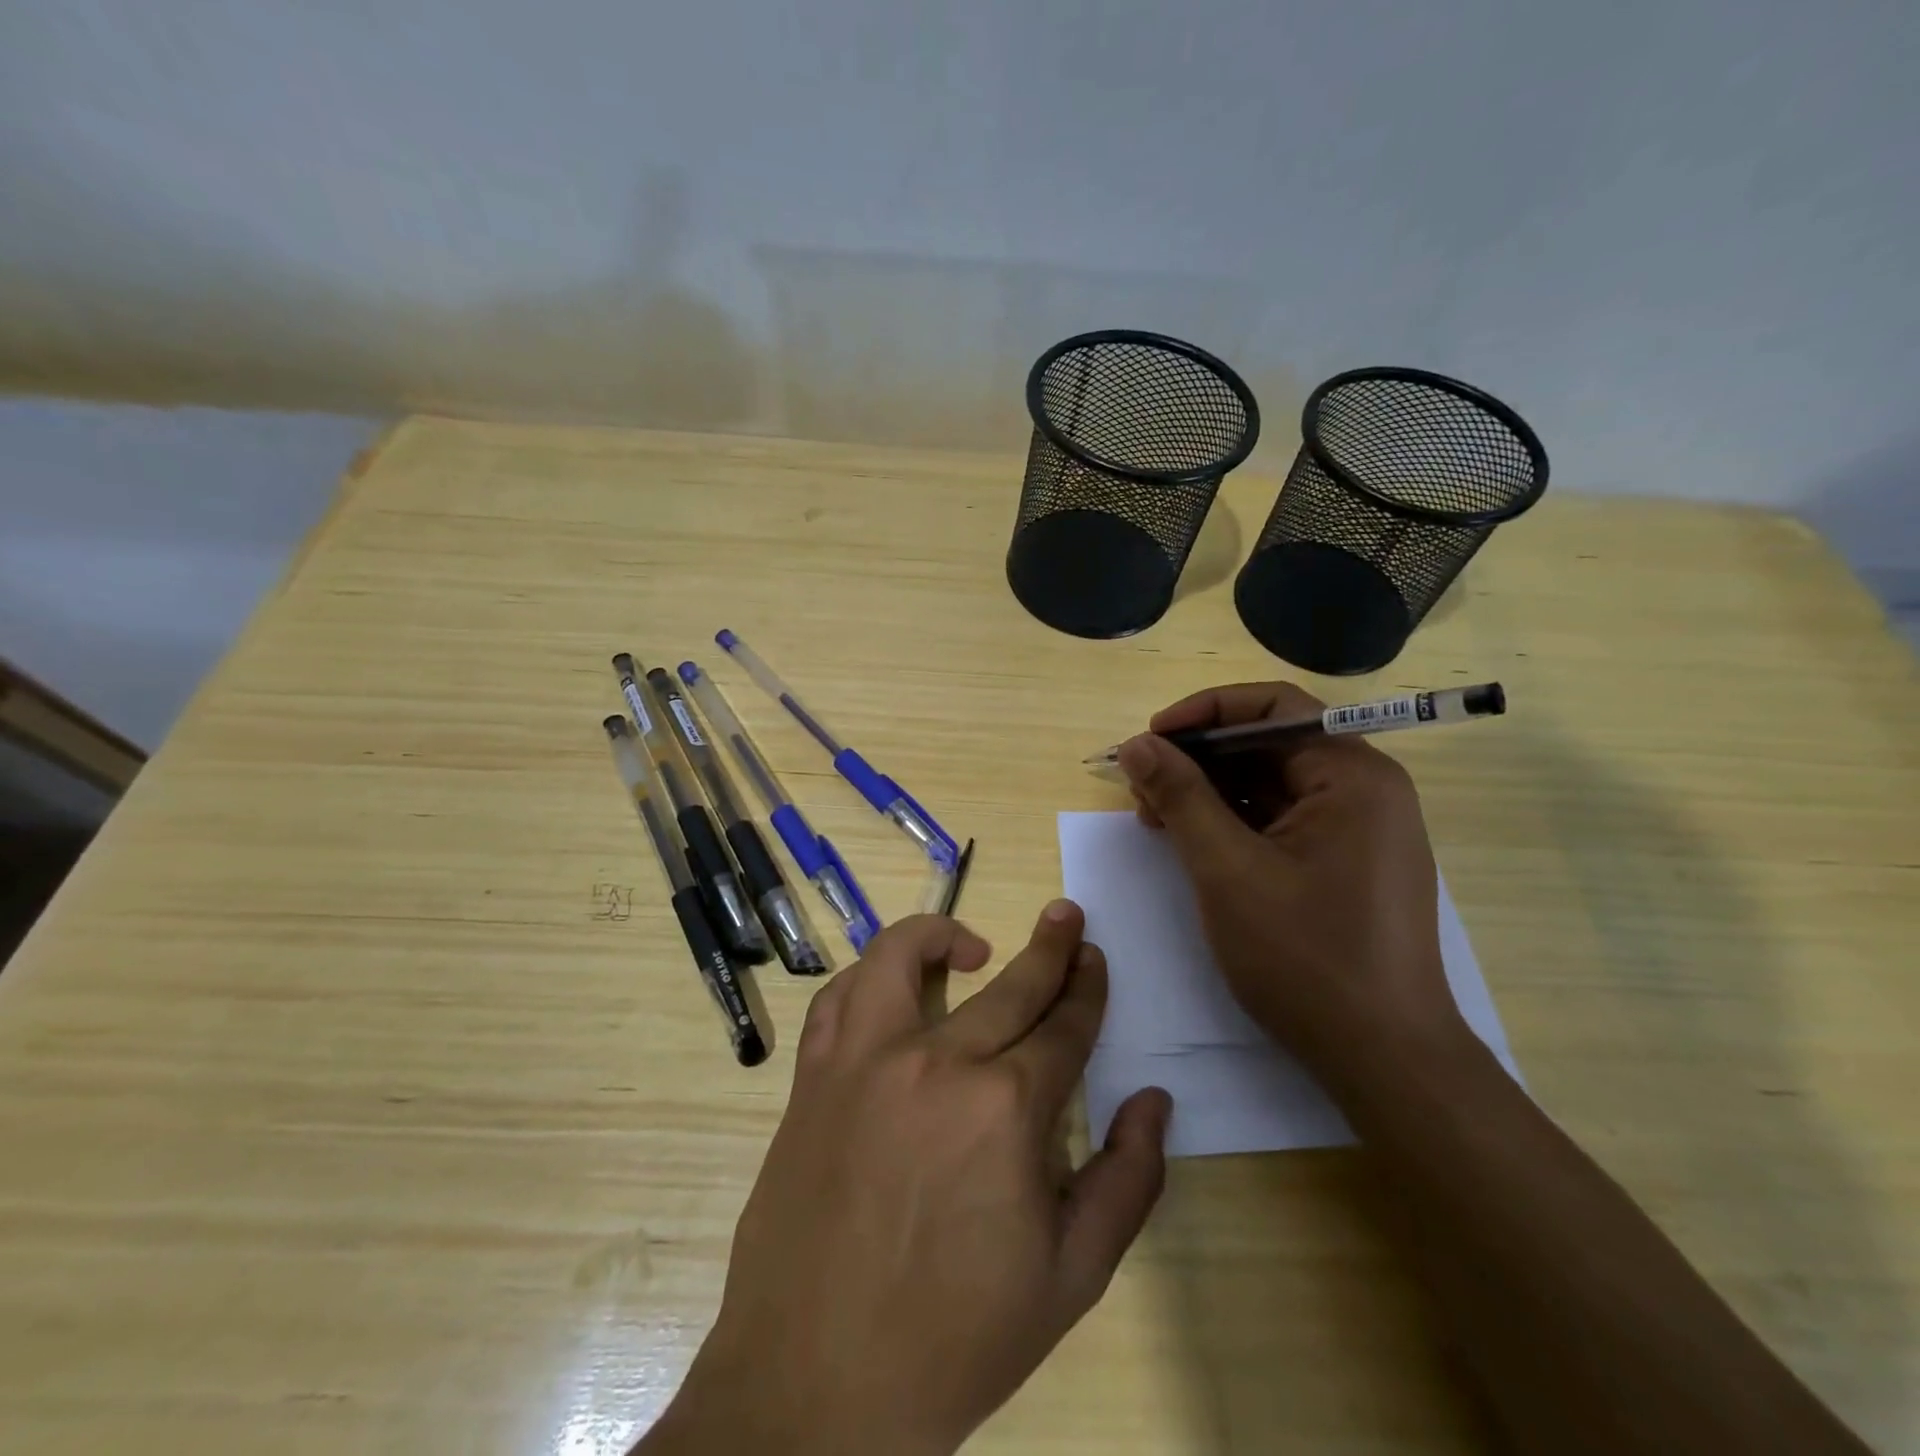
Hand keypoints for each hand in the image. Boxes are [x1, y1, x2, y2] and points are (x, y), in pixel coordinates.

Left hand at [643, 909, 1171, 1455]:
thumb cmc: (958, 1335)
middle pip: (1009, 984)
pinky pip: (838, 999)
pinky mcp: (813, 1077)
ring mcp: (864, 1061)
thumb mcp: (1072, 1277)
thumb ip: (1128, 1181)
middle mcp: (936, 1062)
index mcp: (1006, 1108)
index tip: (1095, 958)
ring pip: (901, 957)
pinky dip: (868, 978)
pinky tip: (890, 990)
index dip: (1087, 988)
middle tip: (1066, 916)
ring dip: (940, 935)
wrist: (820, 1387)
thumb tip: (1154, 1100)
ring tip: (970, 944)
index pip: (1064, 1026)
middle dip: (1050, 946)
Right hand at [1116, 682, 1467, 1085]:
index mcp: (1352, 775)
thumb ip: (1180, 797)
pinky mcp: (1348, 862)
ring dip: (1210, 792)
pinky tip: (1193, 843)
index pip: (1272, 707)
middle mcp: (1365, 789)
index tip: (1149, 740)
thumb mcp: (1227, 870)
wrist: (1384, 1060)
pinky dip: (1234, 822)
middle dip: (1199, 759)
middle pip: (1269, 744)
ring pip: (1271, 783)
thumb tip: (1135, 744)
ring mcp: (1360, 828)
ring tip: (1156, 820)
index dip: (1203, 713)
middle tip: (1142, 788)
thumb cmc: (1305, 957)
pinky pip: (1283, 820)